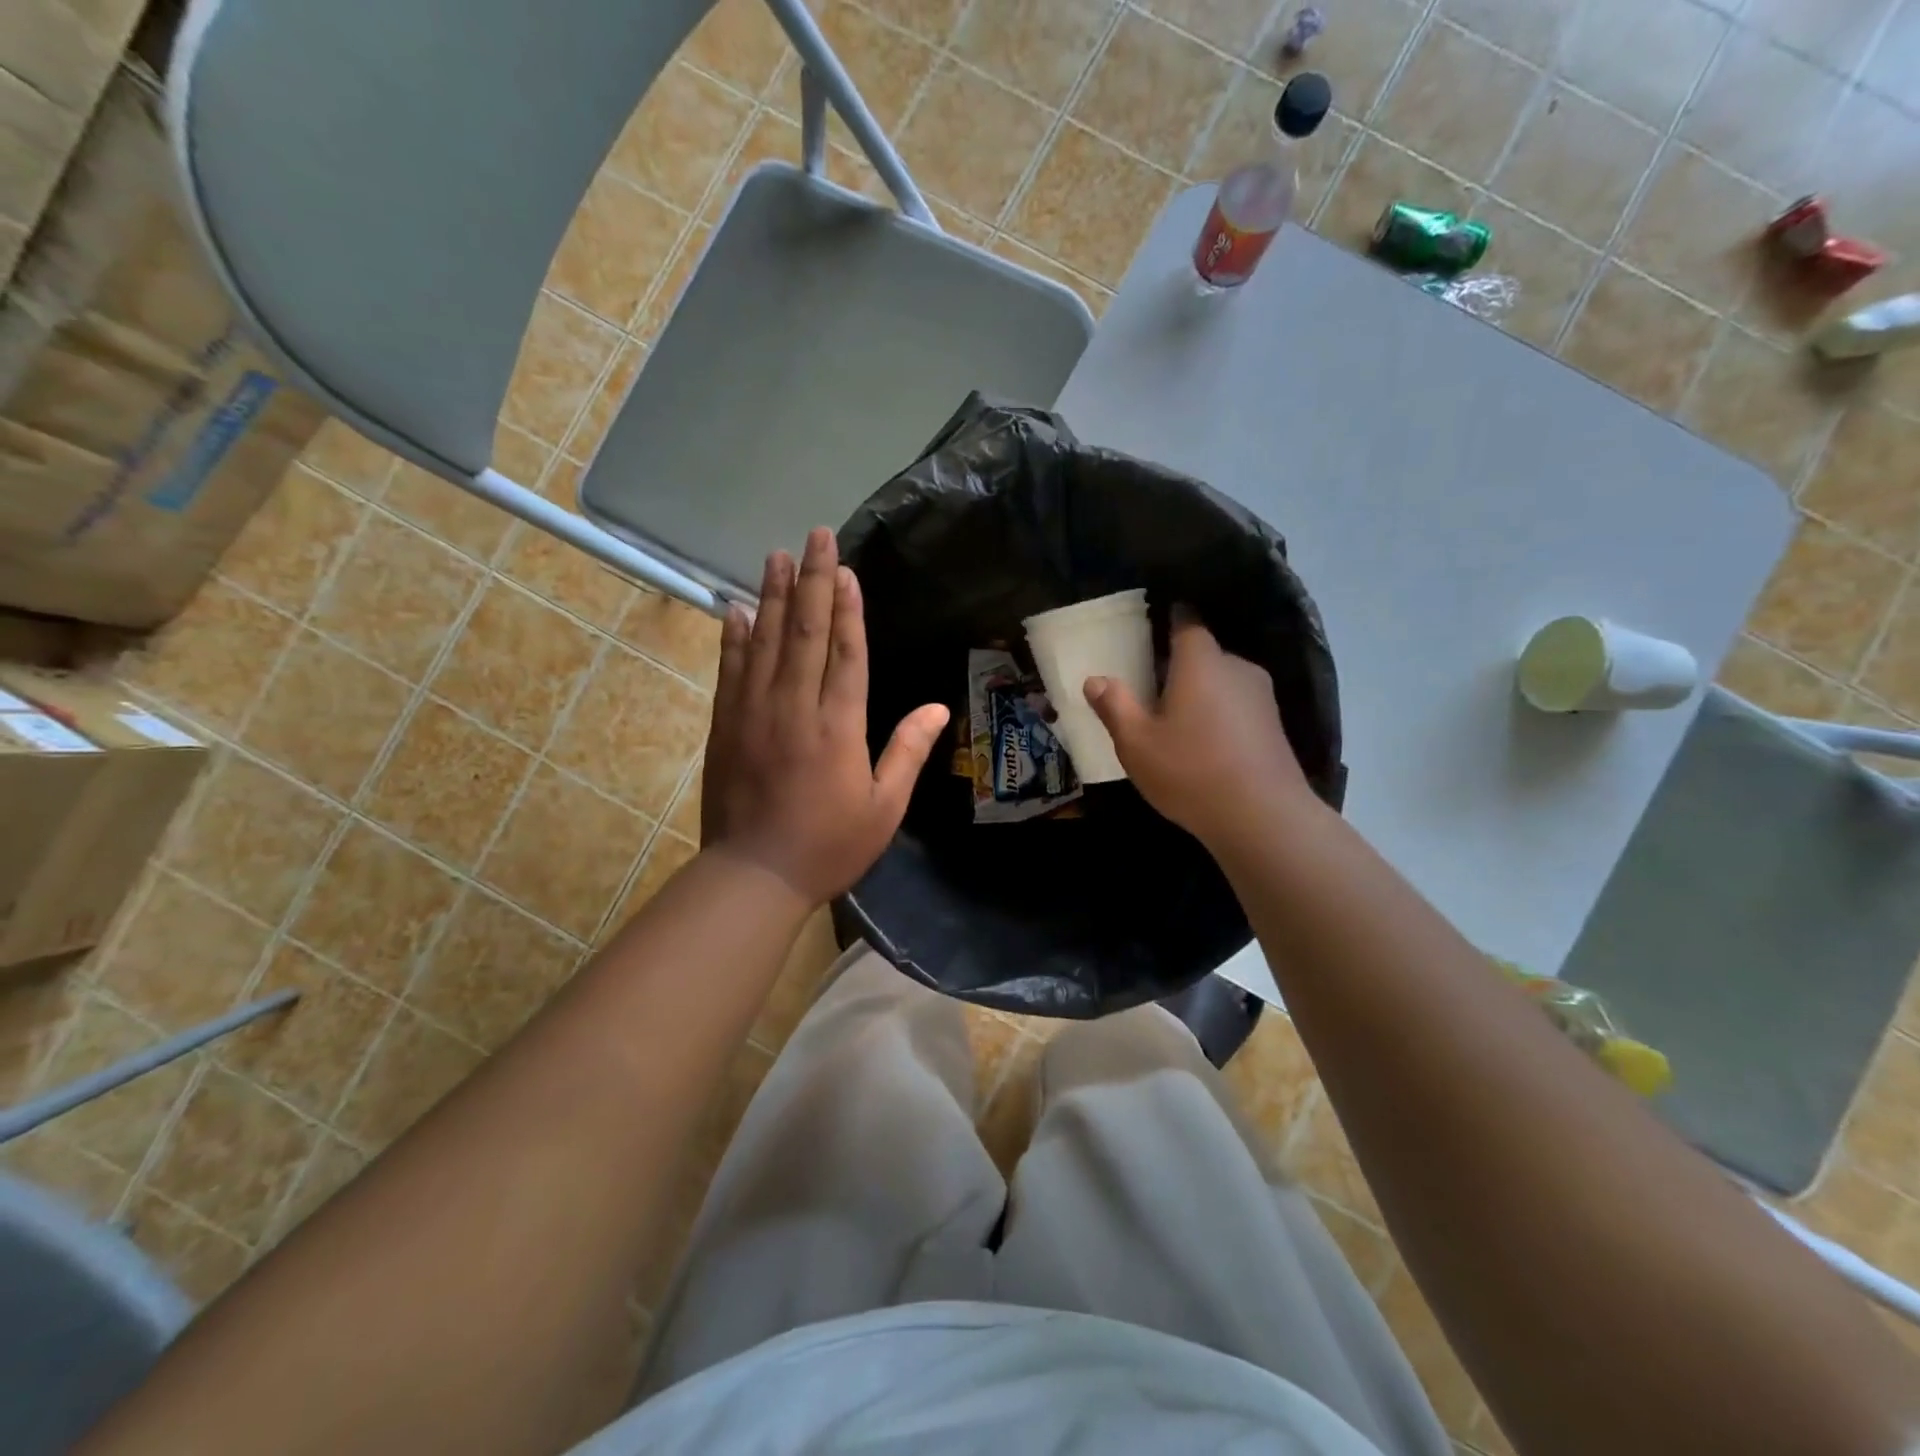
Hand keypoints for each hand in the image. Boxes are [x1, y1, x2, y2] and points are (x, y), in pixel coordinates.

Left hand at [702, 528, 949, 903]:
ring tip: (778, 556)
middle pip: (805, 633)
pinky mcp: (725, 725)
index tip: (847, 569)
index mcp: (838, 727)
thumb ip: (907, 752)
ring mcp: (753, 713)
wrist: (753, 875)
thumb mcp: (883, 807)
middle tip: (815, 537)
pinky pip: (731, 670)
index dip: (848, 608)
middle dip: (813, 582)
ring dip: (774, 596)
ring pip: (765, 642)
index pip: (845, 653)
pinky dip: (735, 637)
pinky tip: (737, 609)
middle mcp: (794, 708)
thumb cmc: (828, 845)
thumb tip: (939, 709)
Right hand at [1084, 608, 1315, 847]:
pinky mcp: (1274, 726)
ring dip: (1200, 693)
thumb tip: (1095, 680)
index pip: (1187, 623)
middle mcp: (1236, 668)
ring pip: (1222, 682)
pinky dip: (1218, 715)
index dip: (1170, 620)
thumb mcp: (1137, 743)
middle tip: (1149, 687)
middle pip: (1204, 655)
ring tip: (1174, 720)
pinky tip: (1203, 744)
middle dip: (1178, 665)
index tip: (1153, 627)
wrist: (1263, 818)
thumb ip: (1115, 707)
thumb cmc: (1190, 771)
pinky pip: (1237, 707)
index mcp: (1201, 662)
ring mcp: (1261, 697)